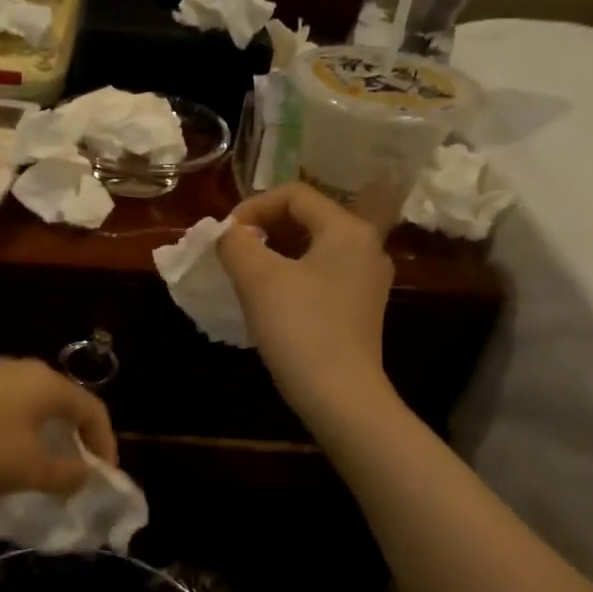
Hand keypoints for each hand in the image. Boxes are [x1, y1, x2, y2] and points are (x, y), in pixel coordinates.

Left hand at [0, 358, 116, 495]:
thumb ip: (66, 475)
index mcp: (48, 384)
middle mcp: (25, 369)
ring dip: (48, 433)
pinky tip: (6, 451)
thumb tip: (84, 475)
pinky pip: (9, 405)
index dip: (106, 445)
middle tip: (78, 469)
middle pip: (66, 402)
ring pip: (35, 403)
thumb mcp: (29, 469)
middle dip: (77, 437)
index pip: (94, 410)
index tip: (104, 478)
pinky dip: (21, 428)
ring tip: (44, 464)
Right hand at [219, 183, 395, 420]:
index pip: (295, 195)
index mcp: (347, 229)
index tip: (225, 236)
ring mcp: (367, 280)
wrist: (340, 396)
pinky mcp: (360, 309)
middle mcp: (366, 247)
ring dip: (275, 253)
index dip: (253, 206)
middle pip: (307, 218)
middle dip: (264, 229)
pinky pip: (321, 276)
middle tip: (233, 253)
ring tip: (245, 275)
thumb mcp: (258, 279)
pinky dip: (291, 276)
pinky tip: (270, 301)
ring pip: (313, 249)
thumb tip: (228, 234)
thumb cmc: (300, 329)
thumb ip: (236, 243)